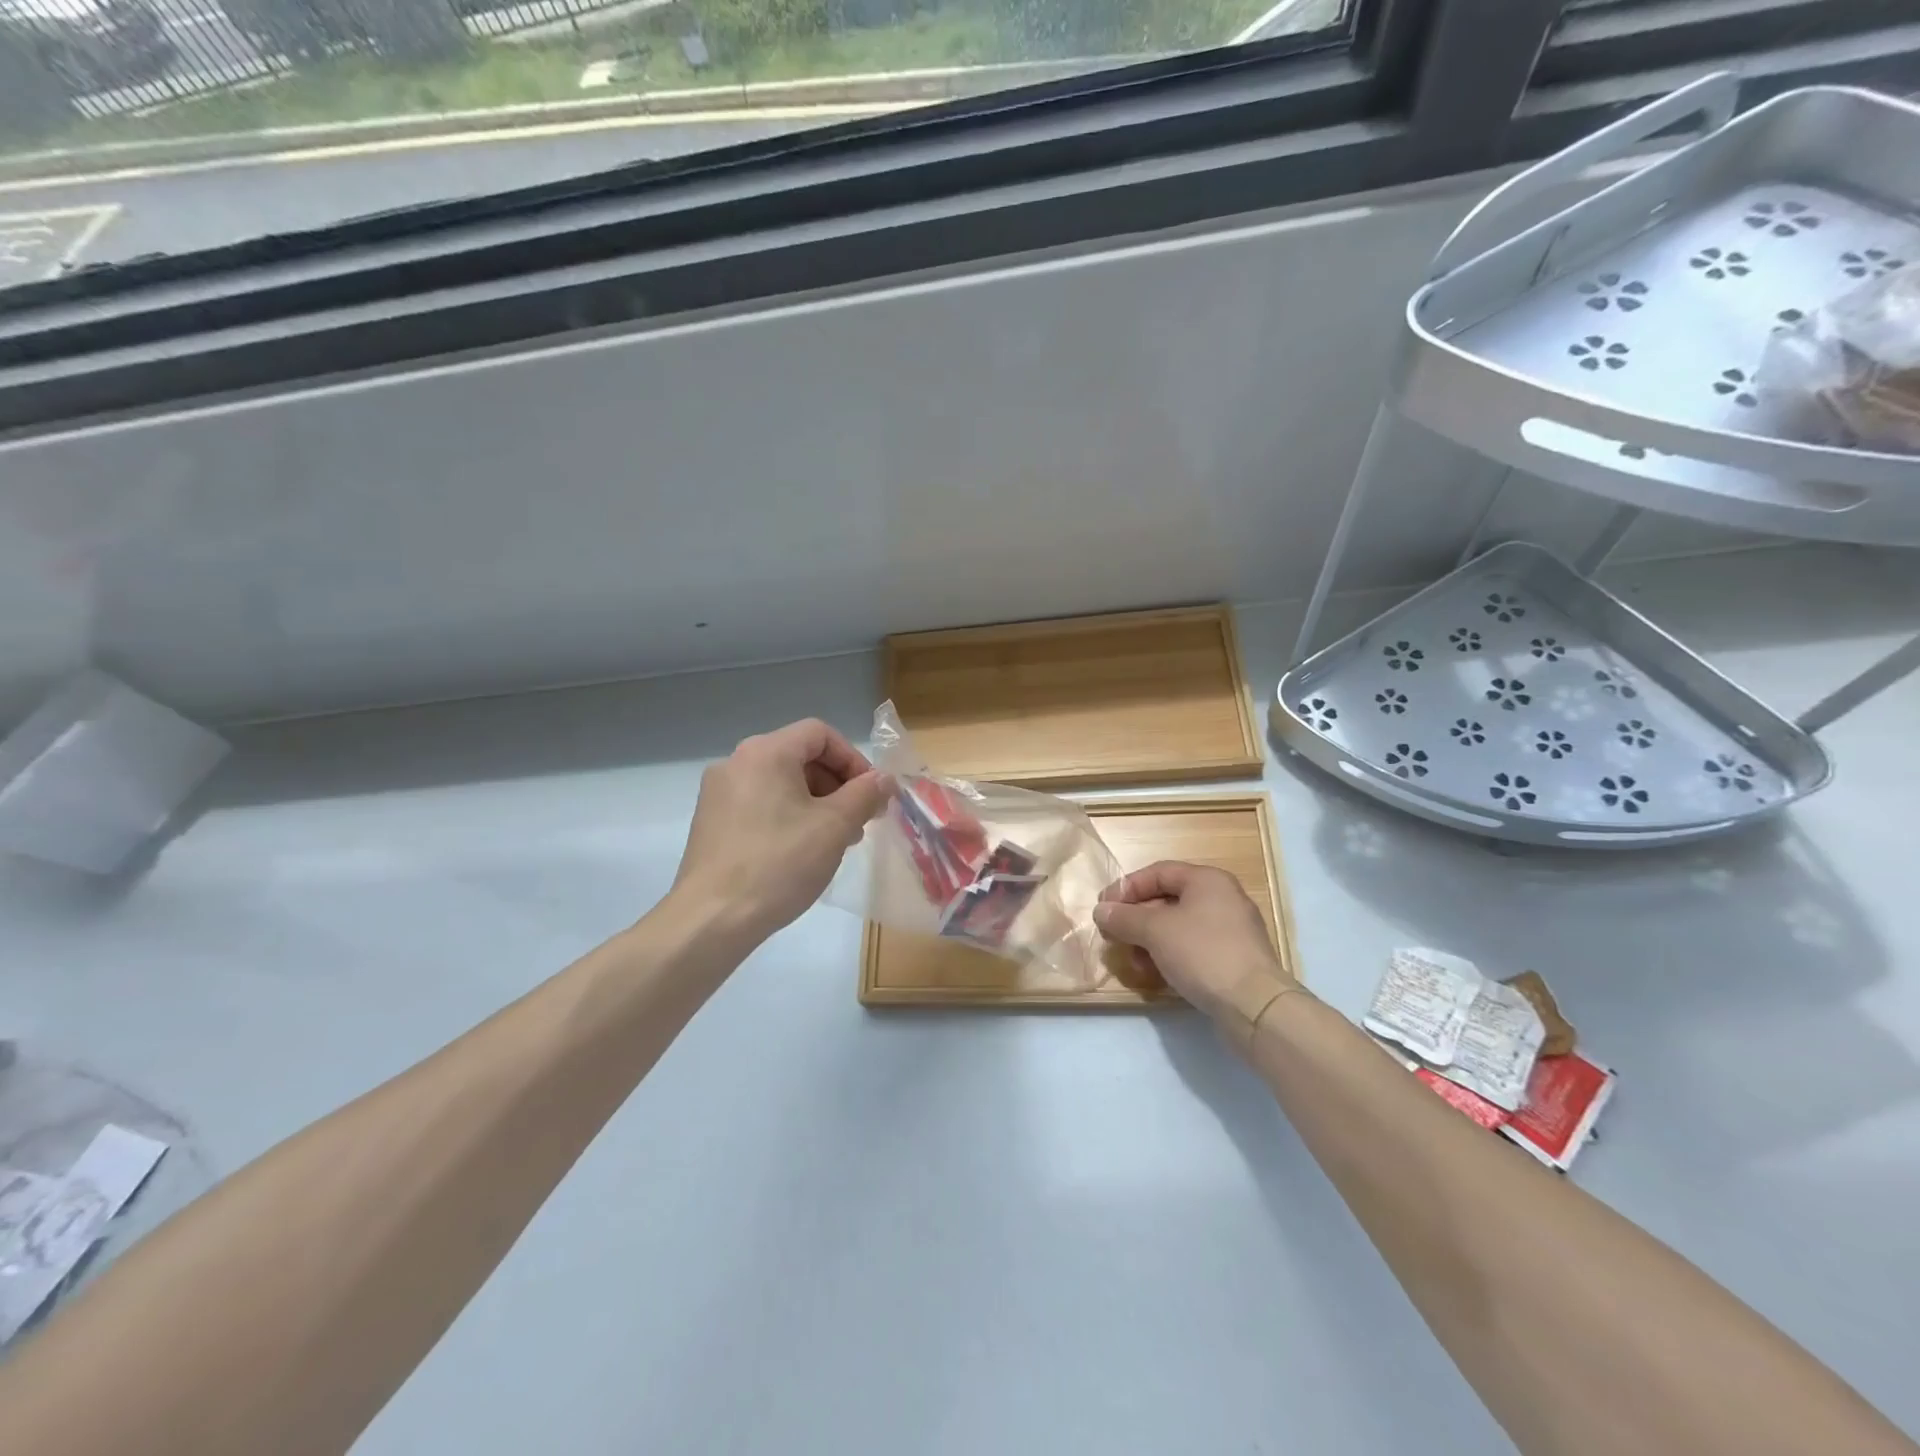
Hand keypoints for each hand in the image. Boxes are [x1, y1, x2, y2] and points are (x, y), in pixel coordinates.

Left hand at [671, 720, 891, 945]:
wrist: (712, 918)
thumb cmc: (780, 864)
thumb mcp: (835, 826)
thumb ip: (865, 794)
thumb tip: (883, 779)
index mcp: (766, 752)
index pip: (820, 734)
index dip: (853, 759)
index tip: (871, 794)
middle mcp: (736, 762)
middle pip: (799, 756)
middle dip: (837, 785)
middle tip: (858, 821)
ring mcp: (719, 793)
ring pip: (781, 783)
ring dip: (816, 803)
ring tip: (834, 842)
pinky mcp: (711, 822)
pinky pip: (760, 804)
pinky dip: (788, 816)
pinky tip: (801, 852)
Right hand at [1093, 862, 1298, 1029]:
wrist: (1255, 1006)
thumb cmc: (1203, 953)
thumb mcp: (1155, 931)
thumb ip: (1124, 918)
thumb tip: (1101, 911)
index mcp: (1207, 880)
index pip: (1158, 872)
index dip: (1126, 888)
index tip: (1103, 909)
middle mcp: (1222, 898)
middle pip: (1168, 899)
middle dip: (1136, 918)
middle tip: (1114, 936)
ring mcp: (1232, 930)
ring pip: (1179, 926)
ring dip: (1150, 940)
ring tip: (1134, 961)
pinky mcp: (1234, 959)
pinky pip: (1193, 947)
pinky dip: (1171, 955)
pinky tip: (1157, 974)